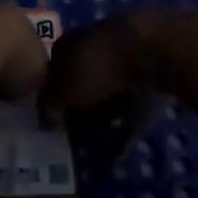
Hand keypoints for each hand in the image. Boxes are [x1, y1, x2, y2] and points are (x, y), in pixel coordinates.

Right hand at [39, 8, 172, 157]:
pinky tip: (118, 153)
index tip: (47, 121)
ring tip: (90, 148)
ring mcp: (126, 63)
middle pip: (82, 83)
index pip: (54, 70)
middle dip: (76, 110)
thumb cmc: (98, 65)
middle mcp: (96, 49)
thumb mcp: (63, 88)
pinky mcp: (150, 81)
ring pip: (108, 96)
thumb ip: (49, 104)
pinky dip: (125, 129)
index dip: (50, 96)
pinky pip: (133, 110)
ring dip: (100, 119)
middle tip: (68, 139)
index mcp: (70, 44)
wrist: (154, 50)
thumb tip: (43, 120)